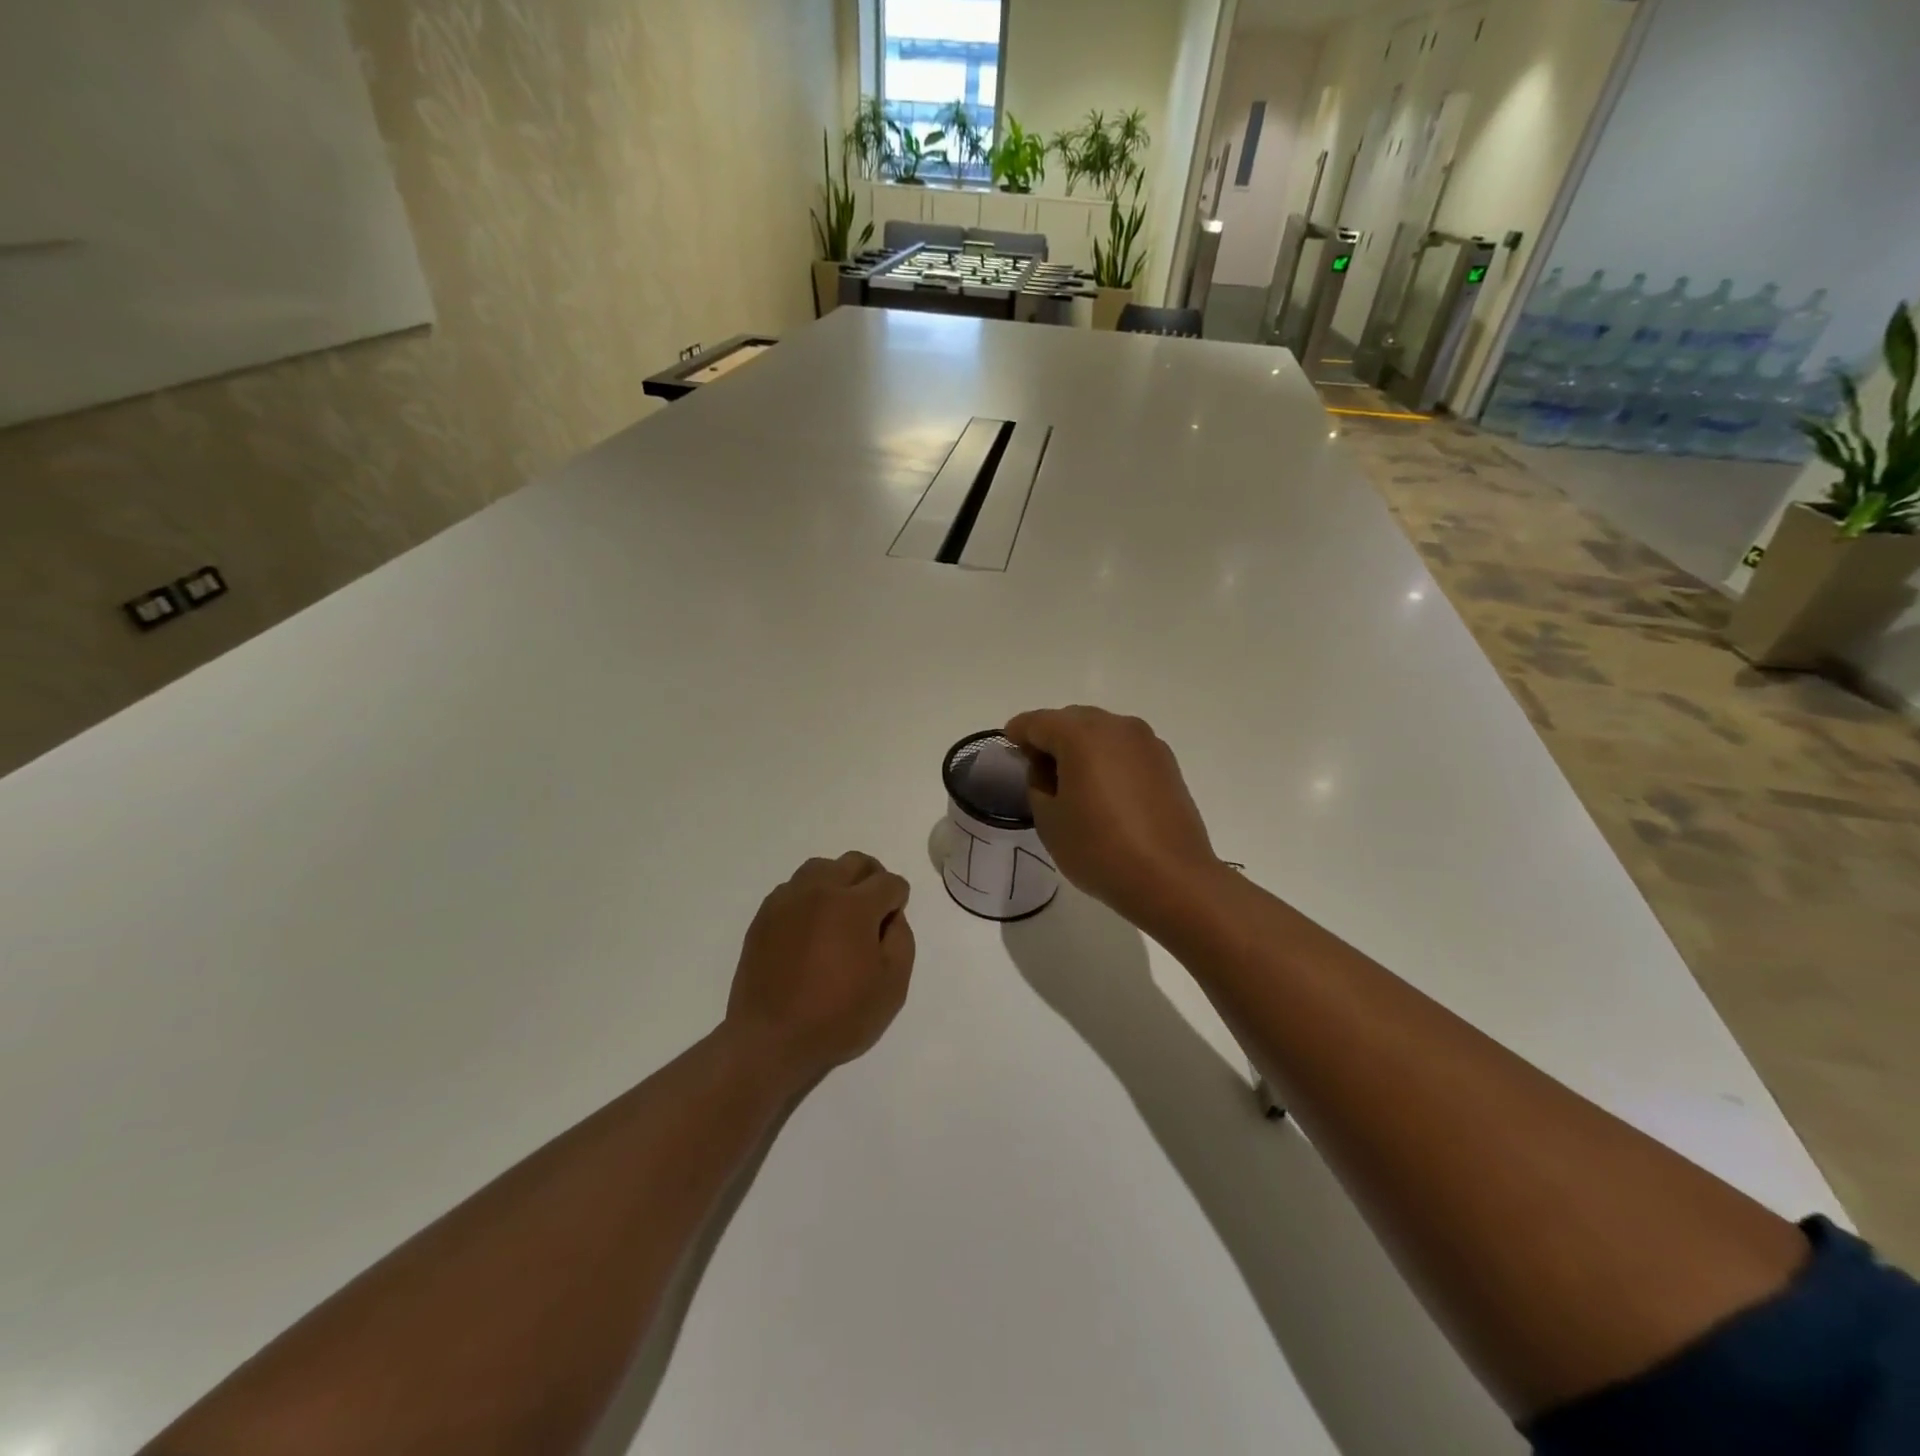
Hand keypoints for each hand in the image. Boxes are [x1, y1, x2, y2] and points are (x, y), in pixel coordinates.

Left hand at [725, 852, 914, 1088]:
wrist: (770, 1039)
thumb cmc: (837, 1017)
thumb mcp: (892, 986)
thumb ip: (901, 939)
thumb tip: (891, 916)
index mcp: (854, 906)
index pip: (888, 882)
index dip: (899, 899)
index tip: (893, 923)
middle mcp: (820, 890)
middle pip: (855, 862)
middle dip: (873, 878)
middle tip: (874, 910)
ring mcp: (787, 900)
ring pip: (821, 868)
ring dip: (839, 881)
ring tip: (840, 914)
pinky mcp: (764, 914)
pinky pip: (794, 888)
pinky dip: (810, 896)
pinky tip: (811, 928)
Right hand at [1004, 707, 1219, 923]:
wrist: (1172, 879)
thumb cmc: (1100, 850)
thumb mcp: (1049, 820)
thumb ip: (1037, 783)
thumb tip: (1046, 768)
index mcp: (1081, 735)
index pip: (1038, 722)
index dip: (1018, 733)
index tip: (1009, 747)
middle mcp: (1116, 726)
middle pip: (1072, 720)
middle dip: (1051, 737)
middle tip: (1037, 768)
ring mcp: (1147, 742)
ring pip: (1102, 732)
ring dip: (1081, 746)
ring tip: (1072, 780)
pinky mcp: (1166, 763)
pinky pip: (1125, 749)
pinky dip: (1107, 758)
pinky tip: (1103, 789)